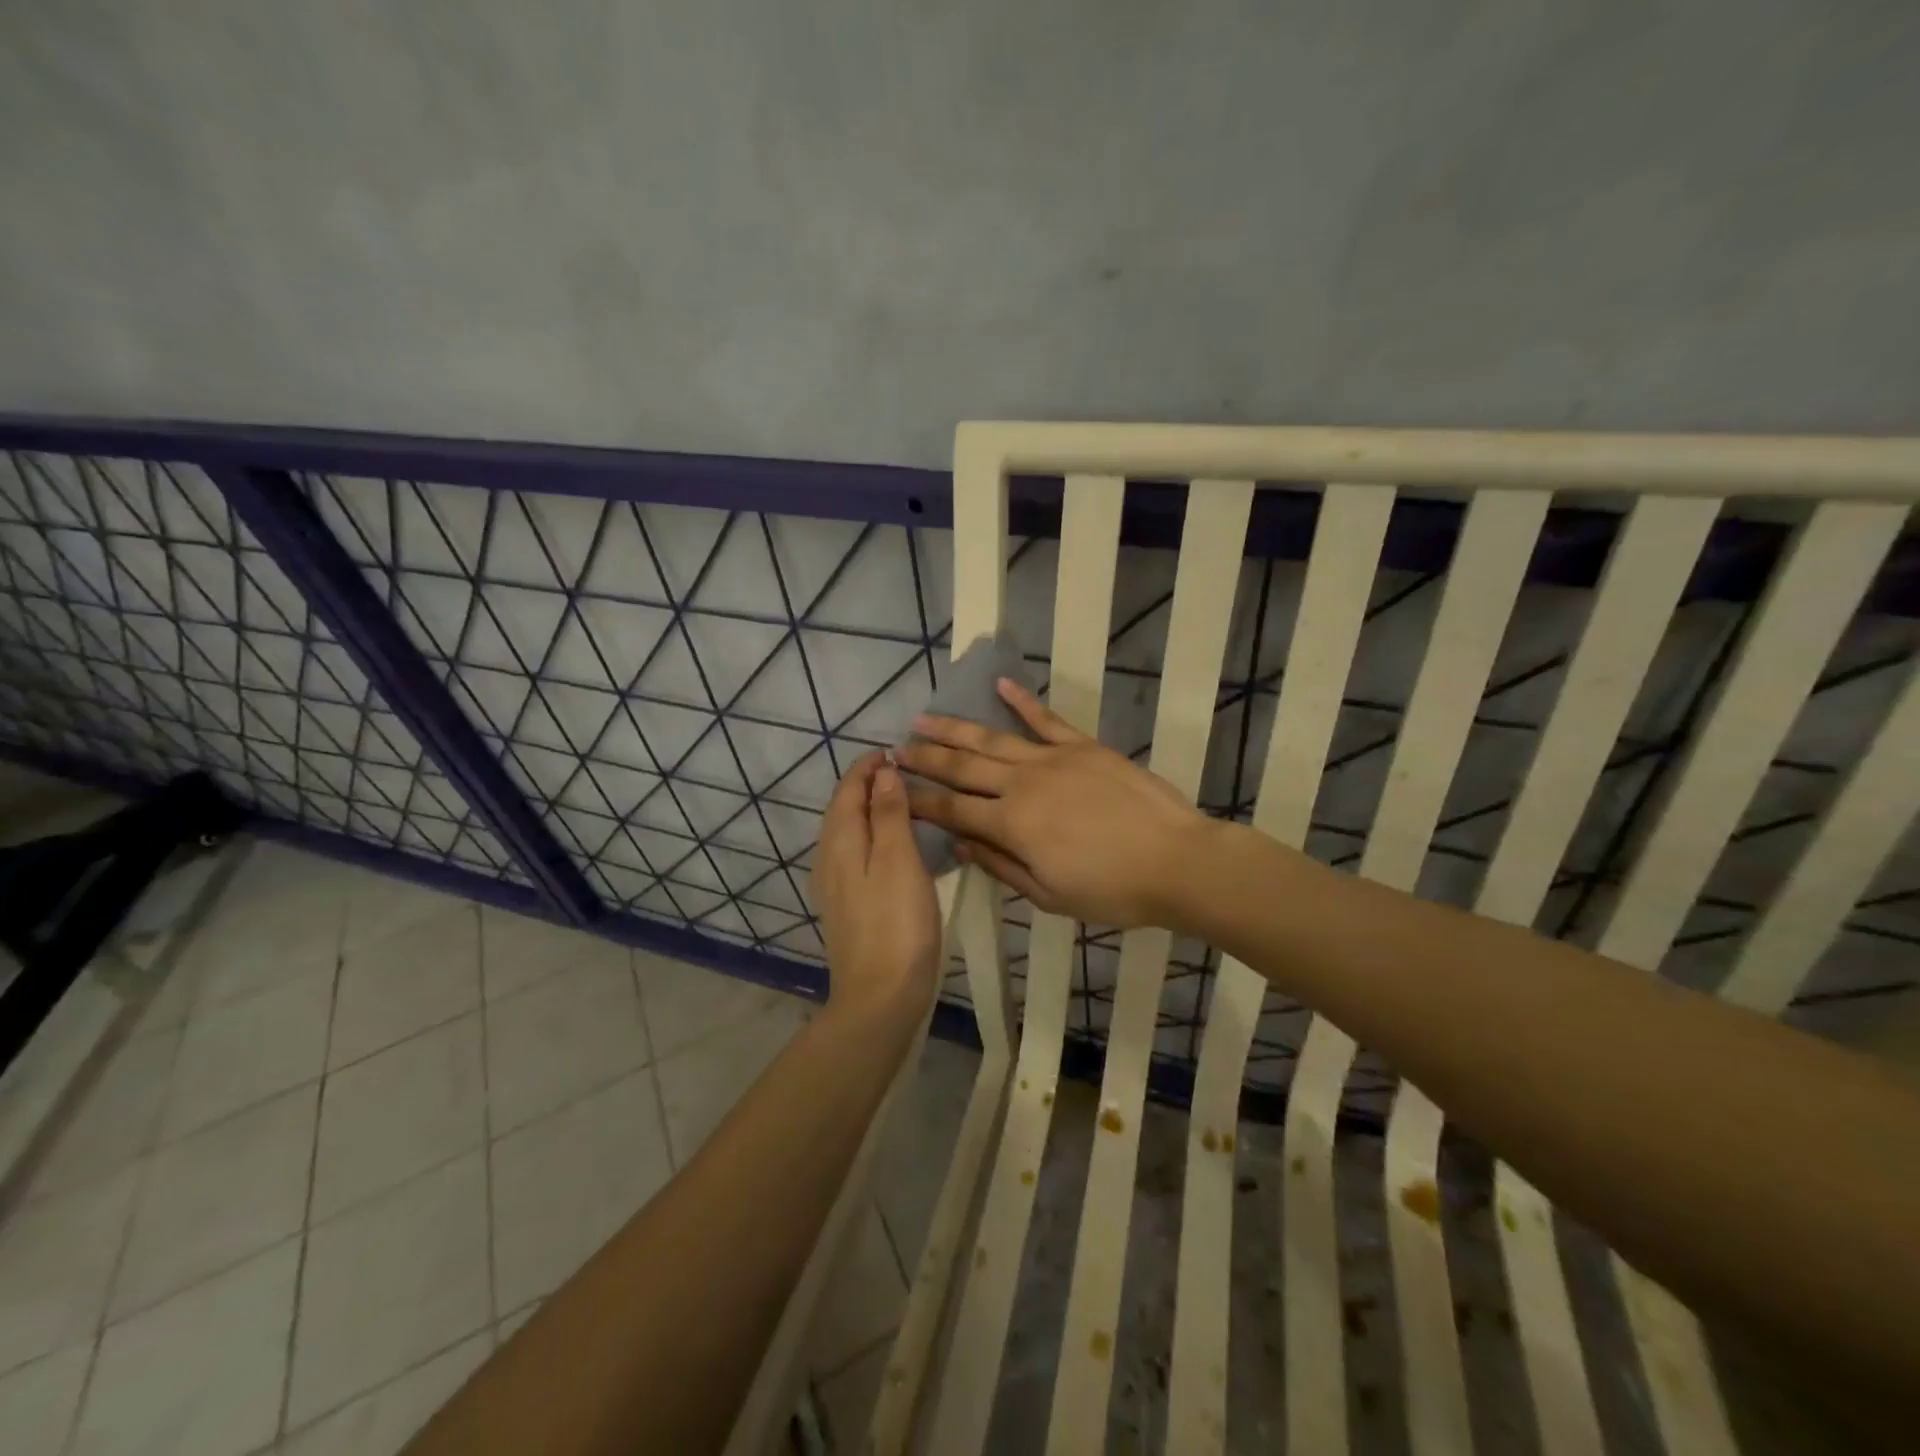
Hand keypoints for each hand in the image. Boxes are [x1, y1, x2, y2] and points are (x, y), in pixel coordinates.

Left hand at [813, 750, 941, 1016]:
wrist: (879, 998)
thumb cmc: (896, 925)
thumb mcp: (899, 861)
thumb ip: (890, 814)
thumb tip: (883, 771)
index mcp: (841, 842)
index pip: (848, 790)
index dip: (868, 767)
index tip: (895, 752)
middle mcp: (829, 859)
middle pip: (841, 809)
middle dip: (865, 784)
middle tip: (899, 771)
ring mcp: (833, 886)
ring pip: (845, 832)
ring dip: (866, 810)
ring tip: (897, 800)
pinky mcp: (844, 907)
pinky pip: (851, 855)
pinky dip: (867, 835)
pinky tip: (887, 847)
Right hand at [897, 678, 1212, 928]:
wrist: (1176, 861)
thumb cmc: (1111, 890)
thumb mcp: (1049, 895)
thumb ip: (1001, 866)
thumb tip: (960, 845)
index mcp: (1011, 825)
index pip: (951, 809)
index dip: (919, 800)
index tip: (893, 790)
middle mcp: (1022, 784)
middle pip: (962, 768)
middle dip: (925, 759)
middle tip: (895, 749)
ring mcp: (1052, 759)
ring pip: (992, 739)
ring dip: (955, 728)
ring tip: (924, 718)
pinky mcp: (1082, 746)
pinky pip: (1045, 719)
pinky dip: (1021, 701)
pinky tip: (999, 685)